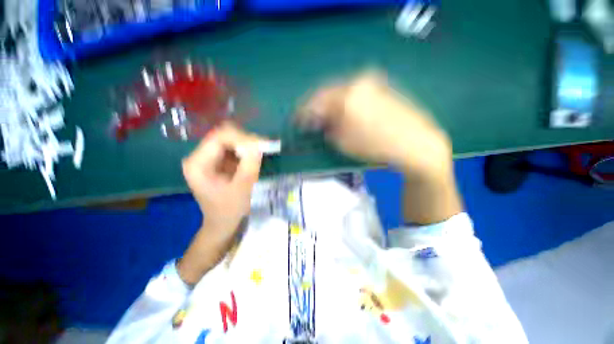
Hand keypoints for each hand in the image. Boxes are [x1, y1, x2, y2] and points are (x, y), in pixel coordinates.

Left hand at [179, 123, 270, 284]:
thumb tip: (258, 145)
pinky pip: (233, 148)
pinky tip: (255, 157)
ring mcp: (209, 158)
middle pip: (224, 136)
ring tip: (262, 153)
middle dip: (246, 140)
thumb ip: (249, 166)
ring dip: (247, 145)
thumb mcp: (242, 189)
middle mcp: (199, 156)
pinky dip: (246, 150)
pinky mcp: (218, 161)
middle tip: (264, 148)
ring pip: (230, 140)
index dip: (242, 138)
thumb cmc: (229, 210)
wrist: (222, 223)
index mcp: (198, 164)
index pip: (219, 138)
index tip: (262, 146)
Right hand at [297, 73, 452, 178]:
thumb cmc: (375, 147)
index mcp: (347, 96)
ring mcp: (372, 82)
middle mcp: (358, 82)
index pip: (316, 102)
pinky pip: (354, 92)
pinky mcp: (381, 87)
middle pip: (327, 92)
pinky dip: (344, 101)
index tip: (297, 121)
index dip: (303, 112)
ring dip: (330, 103)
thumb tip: (320, 122)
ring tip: (324, 115)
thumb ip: (327, 129)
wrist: (415, 144)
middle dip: (316, 106)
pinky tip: (343, 110)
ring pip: (341, 90)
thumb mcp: (343, 142)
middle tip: (309, 118)